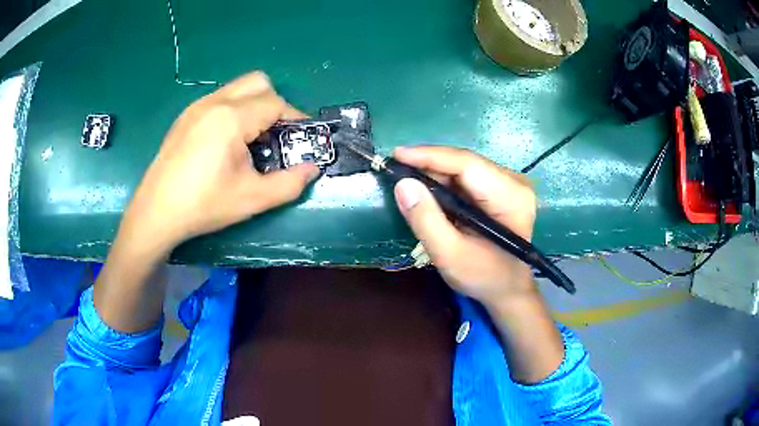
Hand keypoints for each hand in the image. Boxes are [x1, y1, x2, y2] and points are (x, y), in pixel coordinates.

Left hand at [95, 72, 318, 332]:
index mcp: (230, 118)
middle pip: (258, 82)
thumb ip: (289, 184)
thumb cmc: (203, 205)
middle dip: (275, 104)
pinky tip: (226, 142)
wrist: (156, 213)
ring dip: (254, 106)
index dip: (295, 119)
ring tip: (250, 140)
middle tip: (275, 136)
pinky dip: (234, 110)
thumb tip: (312, 169)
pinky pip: (220, 99)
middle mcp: (214, 102)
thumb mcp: (252, 199)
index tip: (302, 139)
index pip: (275, 103)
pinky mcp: (185, 116)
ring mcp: (196, 106)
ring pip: (238, 88)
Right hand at [392, 146, 536, 307]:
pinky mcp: (502, 188)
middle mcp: (515, 182)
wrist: (508, 288)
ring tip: (407, 179)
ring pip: (464, 167)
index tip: (396, 155)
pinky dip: (445, 181)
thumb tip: (403, 184)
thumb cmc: (484, 277)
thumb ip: (426, 221)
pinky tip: (428, 189)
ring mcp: (510, 183)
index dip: (430, 156)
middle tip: (396, 170)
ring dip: (435, 172)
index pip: (467, 165)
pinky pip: (468, 176)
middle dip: (429, 164)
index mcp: (511, 198)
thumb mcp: (450, 255)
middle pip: (466, 163)